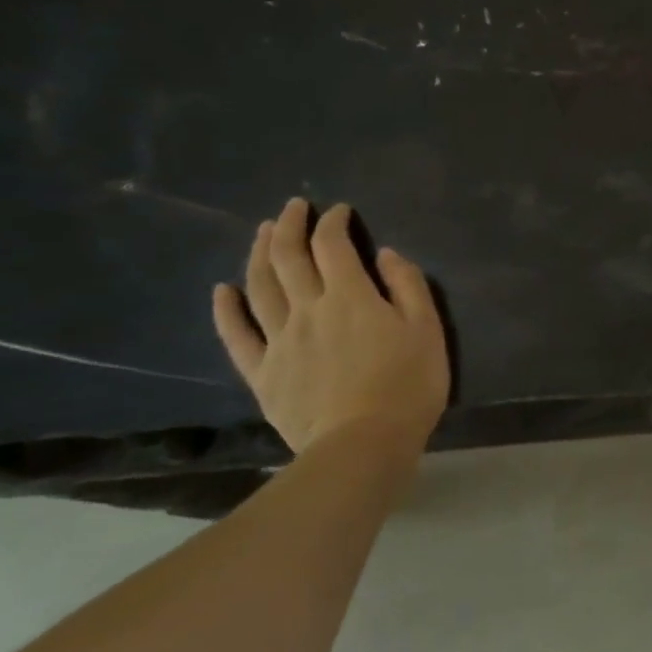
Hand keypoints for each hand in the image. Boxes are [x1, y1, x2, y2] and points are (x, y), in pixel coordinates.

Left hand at [212, 198, 449, 457]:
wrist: (364, 444)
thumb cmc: (408, 384)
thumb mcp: (428, 329)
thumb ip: (408, 286)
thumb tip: (386, 254)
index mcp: (351, 296)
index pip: (333, 245)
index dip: (332, 222)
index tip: (339, 211)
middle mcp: (308, 309)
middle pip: (288, 257)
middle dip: (289, 226)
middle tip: (293, 208)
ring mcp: (279, 340)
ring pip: (259, 286)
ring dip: (259, 253)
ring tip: (262, 232)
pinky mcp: (262, 372)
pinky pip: (237, 335)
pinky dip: (227, 309)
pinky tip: (223, 290)